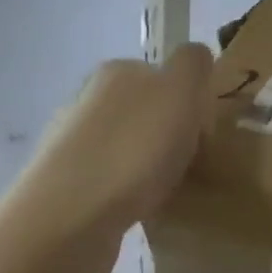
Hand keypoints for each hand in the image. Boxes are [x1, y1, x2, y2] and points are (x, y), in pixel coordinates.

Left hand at [12, 43, 212, 272]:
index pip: (162, 73)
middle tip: (193, 163)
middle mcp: (88, 98)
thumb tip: (195, 56)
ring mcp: (73, 142)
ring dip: (149, 163)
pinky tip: (143, 209)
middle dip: (169, 133)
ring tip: (170, 189)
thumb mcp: (179, 93)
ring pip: (128, 144)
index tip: (203, 132)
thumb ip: (192, 66)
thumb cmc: (134, 151)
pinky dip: (132, 190)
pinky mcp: (68, 183)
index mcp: (117, 72)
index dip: (188, 101)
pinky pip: (114, 179)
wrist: (70, 217)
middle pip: (145, 110)